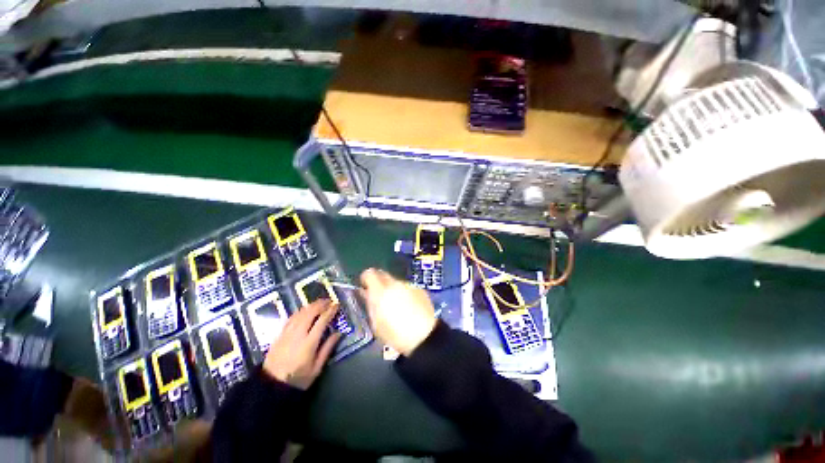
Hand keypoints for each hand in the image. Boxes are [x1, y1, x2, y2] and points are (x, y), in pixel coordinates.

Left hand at [262, 299, 340, 389]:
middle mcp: (298, 334)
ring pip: (300, 313)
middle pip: (310, 313)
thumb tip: (338, 333)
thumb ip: (327, 349)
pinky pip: (291, 317)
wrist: (271, 386)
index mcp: (309, 343)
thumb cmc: (298, 379)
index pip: (322, 321)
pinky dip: (300, 311)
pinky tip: (304, 310)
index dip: (330, 311)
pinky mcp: (280, 334)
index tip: (337, 305)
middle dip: (321, 304)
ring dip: (311, 305)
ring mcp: (287, 333)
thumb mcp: (316, 368)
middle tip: (329, 301)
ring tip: (319, 302)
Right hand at [360, 268, 436, 355]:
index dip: (366, 279)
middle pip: (383, 274)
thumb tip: (366, 293)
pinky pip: (407, 288)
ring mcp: (409, 285)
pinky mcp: (420, 290)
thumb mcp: (376, 323)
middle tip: (379, 296)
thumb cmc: (395, 334)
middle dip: (379, 282)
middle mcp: (395, 283)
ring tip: (396, 305)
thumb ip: (370, 304)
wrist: (424, 336)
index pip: (369, 273)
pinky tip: (409, 307)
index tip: (365, 287)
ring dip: (393, 289)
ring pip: (396, 282)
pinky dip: (405, 294)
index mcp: (381, 291)